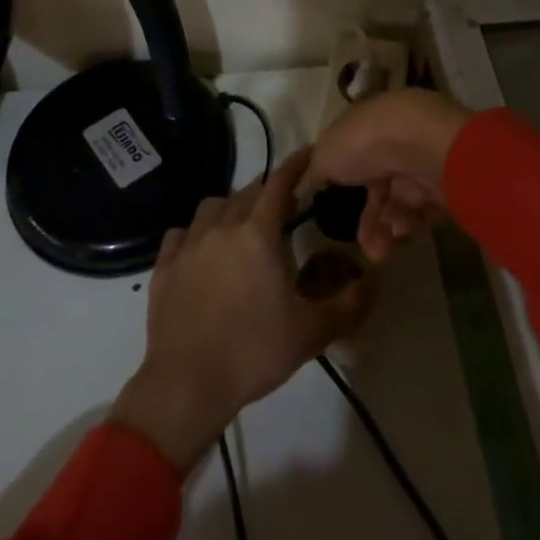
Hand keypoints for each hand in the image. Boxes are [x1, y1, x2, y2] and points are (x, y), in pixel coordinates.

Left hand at [110, 149, 370, 473]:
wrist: (186, 386)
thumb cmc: (253, 353)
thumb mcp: (311, 333)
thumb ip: (348, 304)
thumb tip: (375, 281)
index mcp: (258, 233)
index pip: (280, 183)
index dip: (296, 164)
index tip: (309, 153)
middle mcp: (222, 226)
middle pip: (247, 192)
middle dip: (267, 192)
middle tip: (282, 207)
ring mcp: (188, 244)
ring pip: (212, 207)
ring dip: (231, 208)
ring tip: (242, 227)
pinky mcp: (164, 266)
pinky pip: (181, 233)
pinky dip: (196, 232)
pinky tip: (202, 250)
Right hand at [306, 89, 470, 263]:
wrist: (421, 144)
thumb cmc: (364, 142)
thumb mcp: (326, 154)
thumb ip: (315, 171)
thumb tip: (308, 182)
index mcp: (367, 124)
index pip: (355, 155)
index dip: (344, 184)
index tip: (335, 211)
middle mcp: (396, 140)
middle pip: (380, 186)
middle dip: (370, 221)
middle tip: (366, 249)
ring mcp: (422, 160)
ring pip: (401, 203)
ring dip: (388, 229)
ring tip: (382, 248)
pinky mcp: (445, 181)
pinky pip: (424, 211)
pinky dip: (411, 225)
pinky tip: (401, 232)